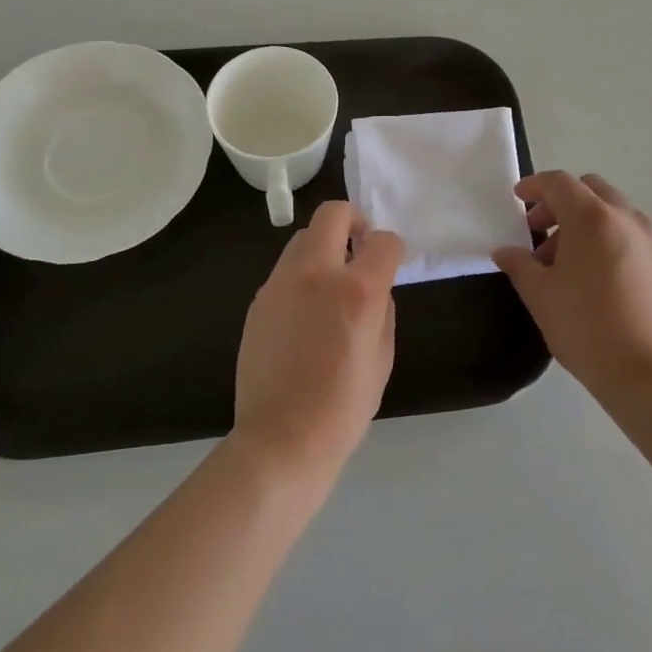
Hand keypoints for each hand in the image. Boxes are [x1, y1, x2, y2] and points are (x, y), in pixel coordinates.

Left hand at [233, 201, 403, 479]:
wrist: (282, 438)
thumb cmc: (343, 406)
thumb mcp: (383, 357)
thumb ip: (383, 309)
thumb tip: (375, 288)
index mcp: (357, 290)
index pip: (384, 240)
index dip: (392, 248)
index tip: (391, 263)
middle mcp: (317, 274)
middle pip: (333, 213)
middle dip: (353, 220)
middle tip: (359, 247)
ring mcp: (281, 283)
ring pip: (303, 237)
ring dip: (324, 246)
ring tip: (331, 282)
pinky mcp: (259, 300)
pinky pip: (285, 269)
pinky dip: (302, 274)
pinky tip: (306, 311)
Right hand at [493, 172, 651, 406]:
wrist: (649, 374)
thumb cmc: (586, 329)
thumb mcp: (540, 296)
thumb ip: (519, 265)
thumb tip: (505, 252)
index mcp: (592, 218)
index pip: (559, 183)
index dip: (534, 186)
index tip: (518, 199)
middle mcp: (626, 217)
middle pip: (589, 189)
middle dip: (560, 202)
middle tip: (539, 231)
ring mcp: (651, 238)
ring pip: (612, 210)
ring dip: (584, 220)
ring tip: (565, 261)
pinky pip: (630, 232)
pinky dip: (607, 235)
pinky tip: (594, 275)